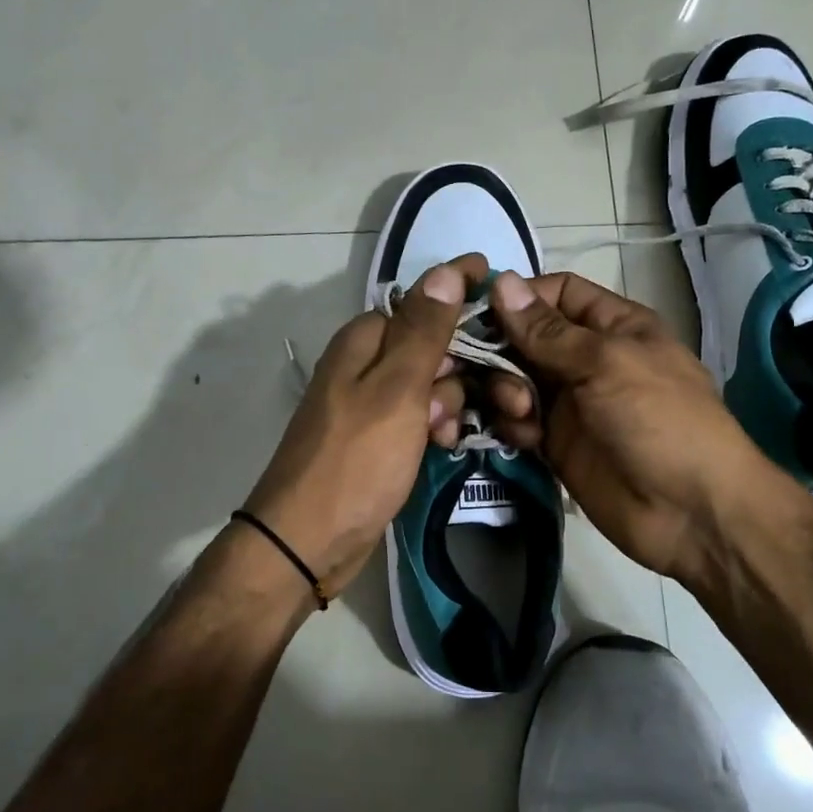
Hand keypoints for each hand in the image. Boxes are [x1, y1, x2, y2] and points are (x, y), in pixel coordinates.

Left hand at [243, 254, 486, 596]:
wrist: (309, 540)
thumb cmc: (356, 460)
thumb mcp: (396, 390)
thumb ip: (424, 331)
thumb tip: (447, 271)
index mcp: (364, 341)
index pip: (423, 302)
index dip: (462, 297)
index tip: (503, 292)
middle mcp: (366, 365)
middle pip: (432, 346)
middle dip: (464, 366)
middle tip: (499, 394)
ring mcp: (372, 403)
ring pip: (431, 385)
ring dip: (451, 403)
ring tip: (449, 433)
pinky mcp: (379, 438)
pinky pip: (420, 418)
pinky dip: (436, 426)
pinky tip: (444, 446)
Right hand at [483, 269, 770, 587]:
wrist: (690, 512)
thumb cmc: (660, 419)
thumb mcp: (606, 363)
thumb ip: (548, 330)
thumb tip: (501, 281)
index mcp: (612, 326)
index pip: (557, 293)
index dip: (520, 297)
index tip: (481, 311)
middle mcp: (586, 358)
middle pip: (526, 337)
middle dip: (501, 349)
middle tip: (486, 369)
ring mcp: (570, 403)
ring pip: (515, 380)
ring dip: (505, 389)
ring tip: (520, 412)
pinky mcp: (555, 444)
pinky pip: (518, 422)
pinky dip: (512, 425)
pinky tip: (525, 439)